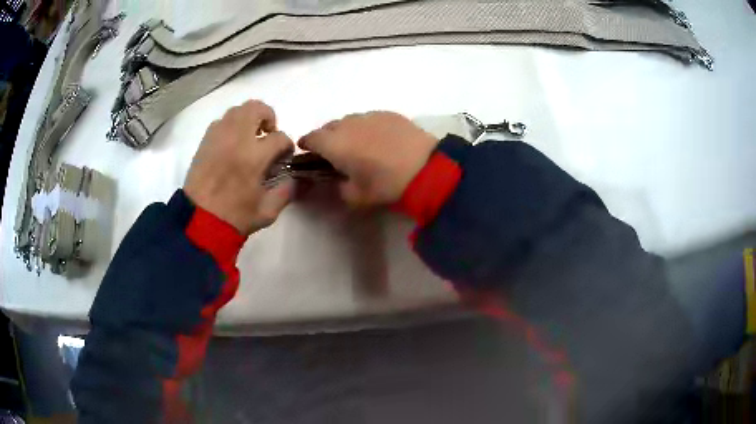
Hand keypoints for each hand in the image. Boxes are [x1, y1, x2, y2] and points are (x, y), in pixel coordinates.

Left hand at [184, 100, 294, 234]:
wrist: (199, 222)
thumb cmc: (235, 217)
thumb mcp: (268, 211)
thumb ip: (286, 191)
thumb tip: (296, 178)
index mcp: (254, 156)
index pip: (279, 137)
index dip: (287, 146)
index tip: (285, 156)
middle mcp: (236, 139)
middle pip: (256, 108)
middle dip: (268, 116)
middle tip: (268, 133)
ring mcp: (218, 138)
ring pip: (236, 110)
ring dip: (248, 118)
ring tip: (250, 136)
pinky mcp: (205, 142)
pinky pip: (220, 121)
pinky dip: (230, 126)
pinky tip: (231, 143)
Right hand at [298, 112, 438, 206]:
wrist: (426, 167)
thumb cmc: (386, 184)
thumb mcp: (357, 197)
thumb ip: (339, 188)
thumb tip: (339, 180)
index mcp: (334, 143)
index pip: (311, 138)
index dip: (306, 145)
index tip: (307, 152)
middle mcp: (347, 124)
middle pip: (328, 127)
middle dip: (326, 138)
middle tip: (335, 152)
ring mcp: (369, 115)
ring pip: (349, 121)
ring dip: (347, 131)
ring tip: (358, 145)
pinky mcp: (388, 113)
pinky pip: (369, 118)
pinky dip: (367, 127)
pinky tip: (379, 139)